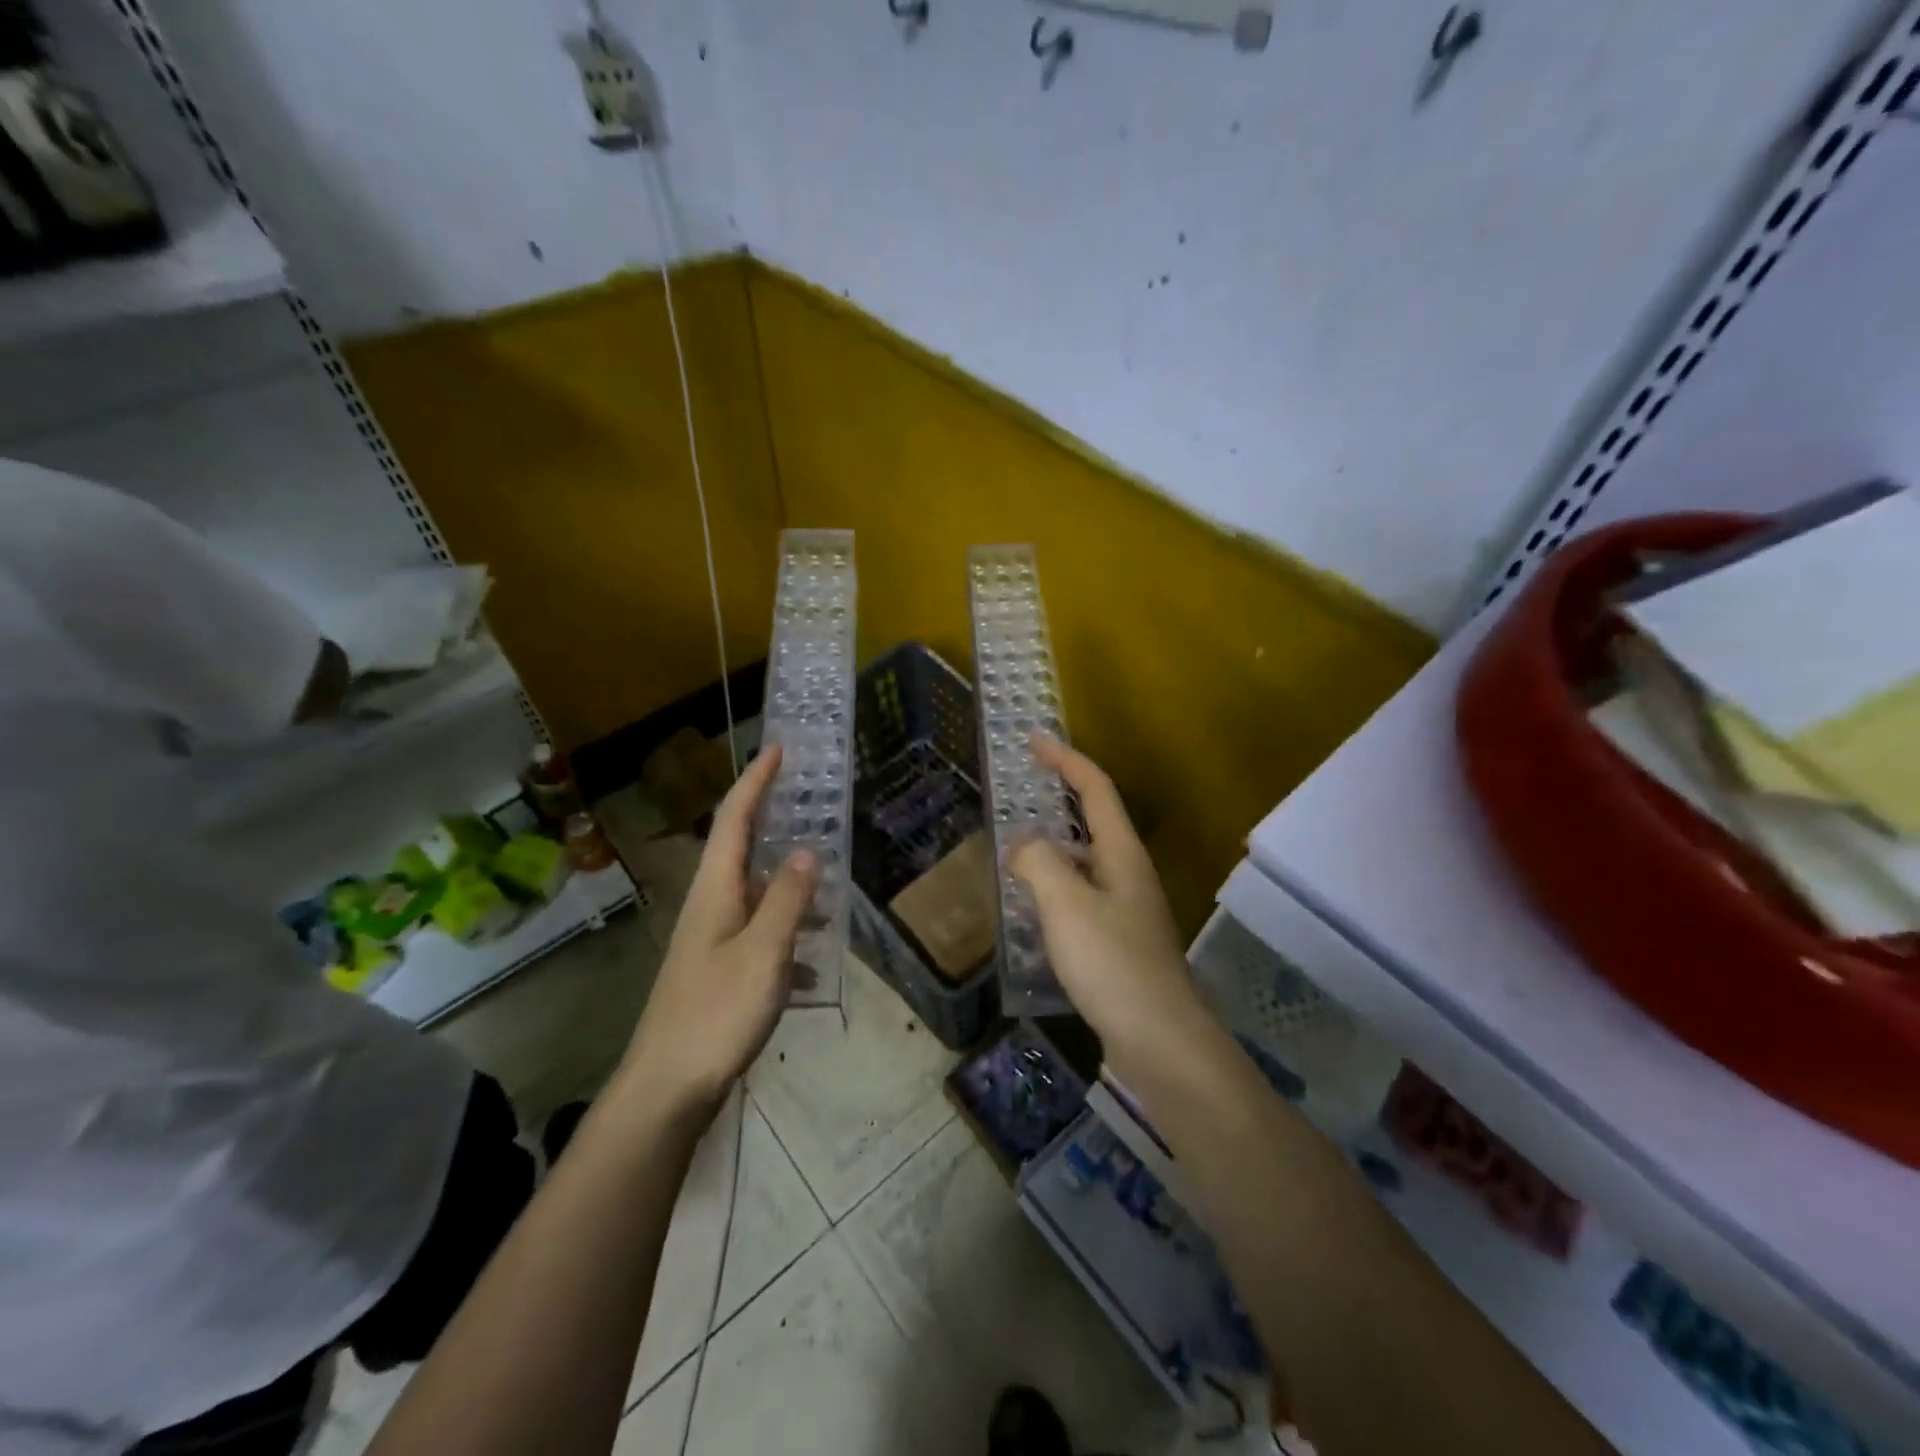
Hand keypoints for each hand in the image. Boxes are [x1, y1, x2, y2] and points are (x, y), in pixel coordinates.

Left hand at [621, 746, 817, 1117]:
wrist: (666, 1089)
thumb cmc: (714, 1013)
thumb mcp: (763, 953)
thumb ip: (787, 899)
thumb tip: (807, 850)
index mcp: (715, 890)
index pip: (734, 818)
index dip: (756, 780)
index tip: (778, 748)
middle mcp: (710, 905)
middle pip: (741, 848)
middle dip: (773, 820)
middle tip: (810, 802)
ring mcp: (712, 940)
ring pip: (755, 894)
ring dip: (788, 882)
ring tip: (827, 883)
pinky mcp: (719, 971)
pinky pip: (760, 934)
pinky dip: (788, 933)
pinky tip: (813, 962)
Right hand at [1011, 736, 1209, 1078]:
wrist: (1159, 1040)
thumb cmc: (1112, 964)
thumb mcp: (1066, 904)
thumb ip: (1039, 862)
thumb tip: (1025, 846)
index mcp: (1122, 855)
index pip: (1096, 789)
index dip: (1066, 760)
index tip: (1034, 740)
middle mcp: (1130, 874)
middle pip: (1094, 822)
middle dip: (1059, 801)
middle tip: (1020, 796)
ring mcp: (1128, 910)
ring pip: (1086, 864)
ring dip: (1053, 850)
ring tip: (1014, 855)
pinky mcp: (1121, 942)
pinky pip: (1082, 898)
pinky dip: (1056, 890)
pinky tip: (1034, 912)